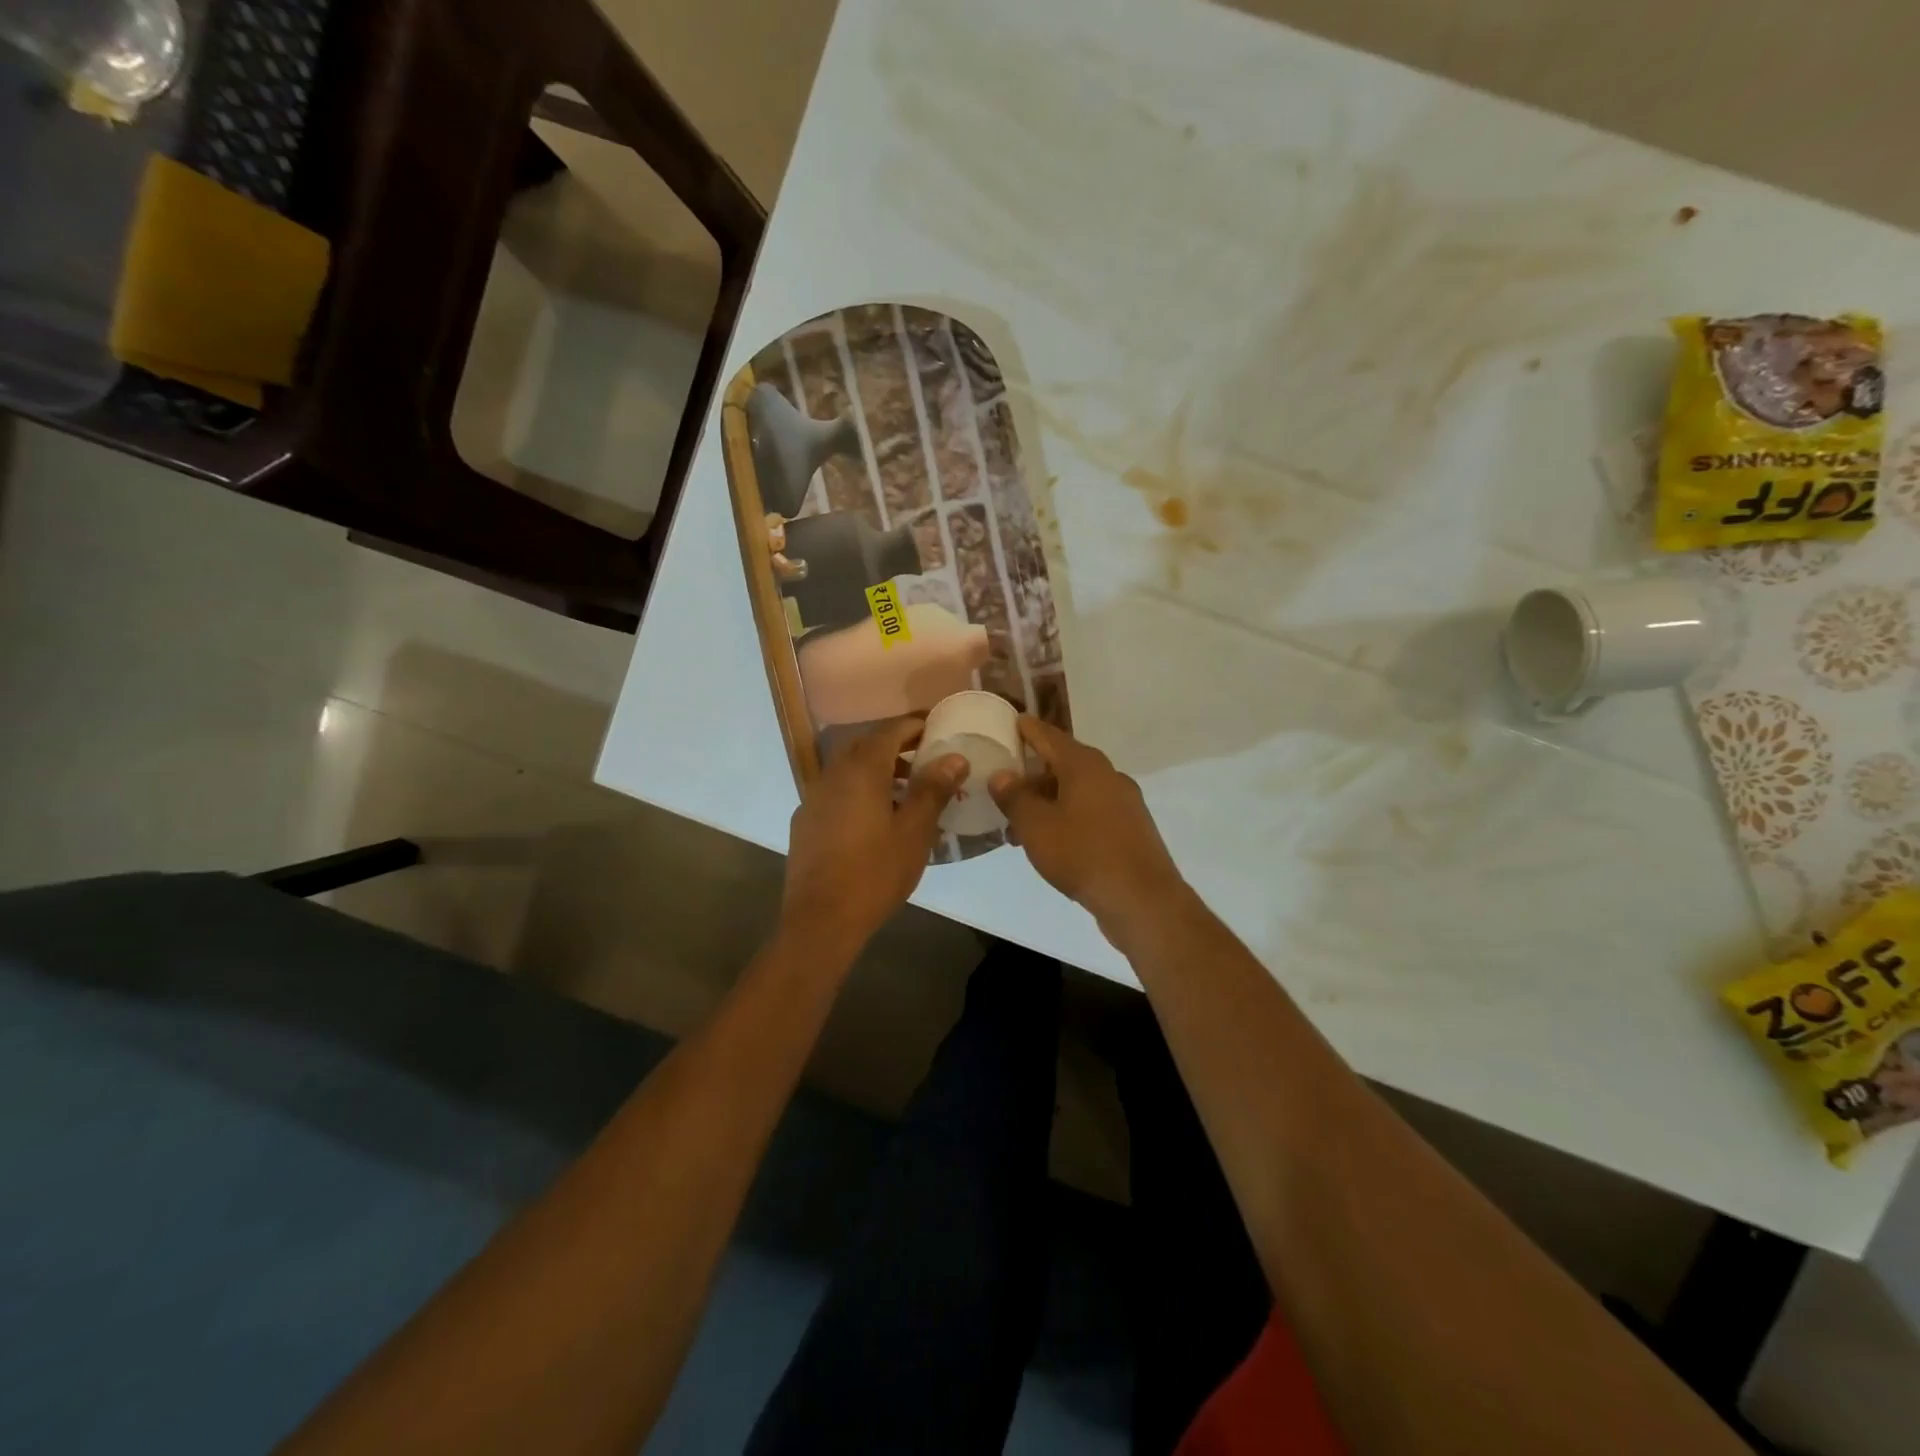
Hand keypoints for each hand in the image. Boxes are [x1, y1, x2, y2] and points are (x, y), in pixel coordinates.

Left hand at [781, 717, 966, 958]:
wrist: (821, 919)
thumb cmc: (875, 872)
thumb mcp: (914, 831)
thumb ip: (933, 789)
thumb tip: (954, 757)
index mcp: (861, 770)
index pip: (889, 730)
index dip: (914, 725)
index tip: (937, 726)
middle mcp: (832, 774)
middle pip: (866, 745)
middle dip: (896, 746)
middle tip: (926, 756)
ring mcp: (814, 798)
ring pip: (849, 769)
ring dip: (878, 769)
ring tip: (907, 789)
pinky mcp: (806, 821)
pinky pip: (837, 791)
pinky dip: (859, 790)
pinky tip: (875, 817)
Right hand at [989, 717, 1188, 944]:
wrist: (1141, 899)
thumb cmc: (1082, 854)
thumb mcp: (1036, 826)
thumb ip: (1015, 797)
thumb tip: (1002, 775)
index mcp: (1084, 765)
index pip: (1049, 736)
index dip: (1027, 729)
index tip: (1011, 721)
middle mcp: (1108, 775)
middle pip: (1063, 764)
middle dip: (1033, 775)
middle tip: (1004, 786)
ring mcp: (1124, 801)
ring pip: (1077, 791)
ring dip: (1048, 802)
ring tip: (1019, 825)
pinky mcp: (1131, 828)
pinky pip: (1091, 811)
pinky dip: (1067, 817)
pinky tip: (1051, 841)